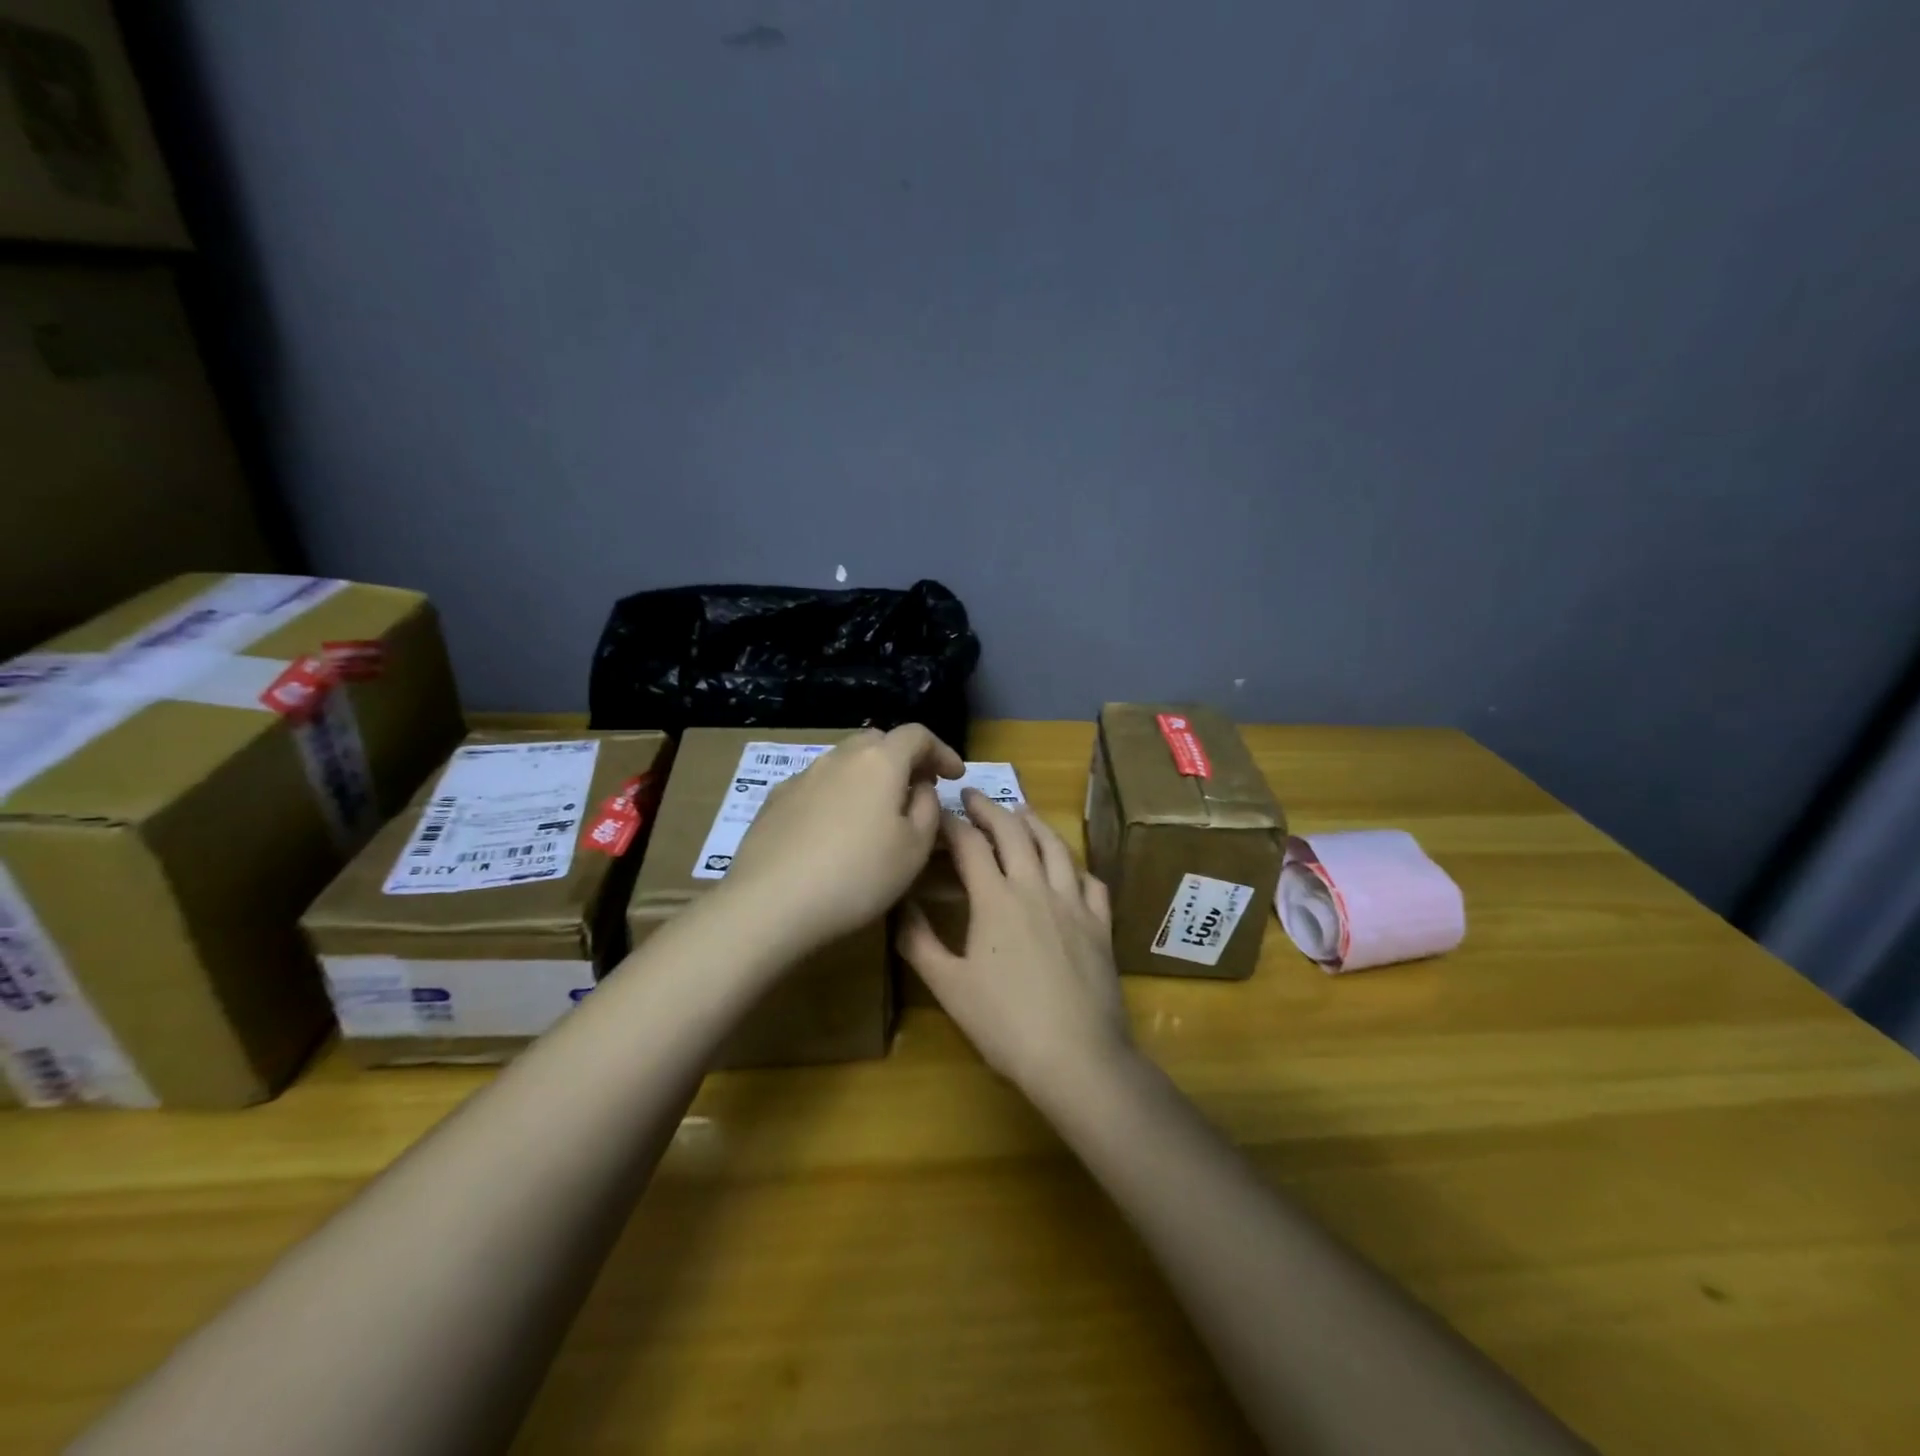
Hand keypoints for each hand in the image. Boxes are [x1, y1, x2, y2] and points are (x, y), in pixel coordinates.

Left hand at [724, 725, 963, 952]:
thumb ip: (928, 808)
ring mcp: (802, 776)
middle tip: (918, 788)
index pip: (917, 735)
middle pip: (878, 741)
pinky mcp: (775, 801)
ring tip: (877, 811)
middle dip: (903, 758)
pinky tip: (835, 829)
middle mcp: (839, 757)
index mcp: (880, 761)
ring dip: (868, 776)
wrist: (771, 903)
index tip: (955, 776)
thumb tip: (919, 787)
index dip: (942, 751)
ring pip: (845, 762)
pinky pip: (818, 785)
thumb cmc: (858, 876)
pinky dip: (838, 795)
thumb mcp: (915, 848)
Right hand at [899, 790, 1131, 1097]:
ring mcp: (1073, 903)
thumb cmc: (1005, 1024)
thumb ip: (919, 941)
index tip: (936, 811)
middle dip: (990, 808)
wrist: (1077, 1055)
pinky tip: (1070, 869)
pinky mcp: (1100, 924)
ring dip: (1034, 823)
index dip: (951, 823)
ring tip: (1021, 812)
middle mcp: (1036, 887)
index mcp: (995, 898)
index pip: (969, 844)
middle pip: (1013, 833)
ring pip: (1055, 848)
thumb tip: (899, 904)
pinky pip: (1090, 882)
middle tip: (973, 795)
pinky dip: (1075, 867)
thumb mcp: (948, 986)